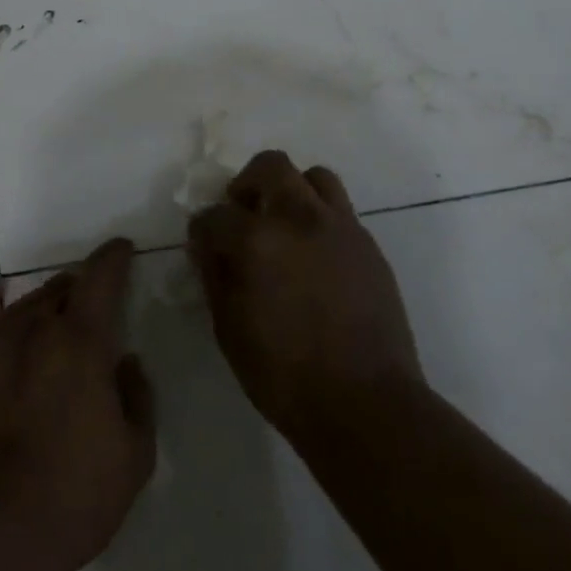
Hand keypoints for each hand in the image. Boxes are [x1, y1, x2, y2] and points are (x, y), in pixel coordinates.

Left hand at [0, 240, 155, 570]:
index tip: (122, 248)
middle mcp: (35, 329)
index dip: (114, 258)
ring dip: (45, 299)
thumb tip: (126, 360)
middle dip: (81, 287)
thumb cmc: (73, 500)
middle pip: (61, 290)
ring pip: (24, 304)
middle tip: (93, 300)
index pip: (101, 279)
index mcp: (81, 343)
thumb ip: (138, 397)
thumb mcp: (134, 456)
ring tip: (56, 304)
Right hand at [188, 151, 423, 442]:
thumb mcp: (229, 331)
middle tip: (243, 217)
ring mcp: (339, 227)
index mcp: (257, 240)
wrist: (366, 404)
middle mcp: (298, 218)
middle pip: (269, 166)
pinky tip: (314, 255)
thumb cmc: (285, 376)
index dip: (203, 231)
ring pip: (313, 176)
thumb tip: (207, 247)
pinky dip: (319, 217)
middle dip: (247, 185)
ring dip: (291, 191)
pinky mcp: (368, 243)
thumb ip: (214, 277)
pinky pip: (339, 209)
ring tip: (284, 226)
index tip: (204, 247)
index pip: (215, 215)